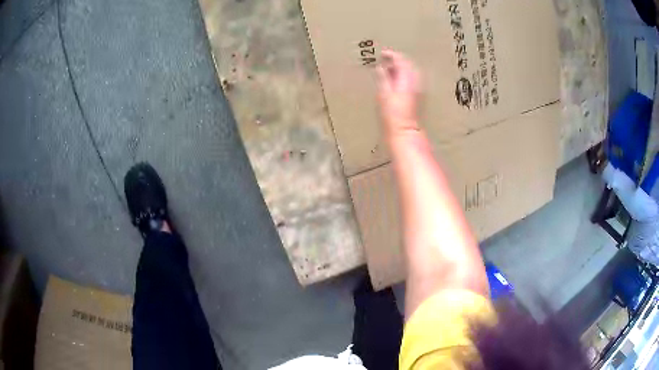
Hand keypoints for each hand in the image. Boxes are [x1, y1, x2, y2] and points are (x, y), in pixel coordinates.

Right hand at [377, 50, 420, 134]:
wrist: (405, 130)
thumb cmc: (392, 114)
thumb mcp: (383, 94)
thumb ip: (383, 78)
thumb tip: (380, 67)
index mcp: (407, 79)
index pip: (401, 60)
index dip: (391, 55)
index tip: (382, 53)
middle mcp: (415, 82)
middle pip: (408, 64)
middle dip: (397, 60)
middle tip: (385, 59)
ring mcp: (418, 89)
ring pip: (411, 71)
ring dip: (401, 67)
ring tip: (389, 69)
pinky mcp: (418, 95)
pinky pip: (412, 78)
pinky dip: (404, 75)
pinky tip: (396, 80)